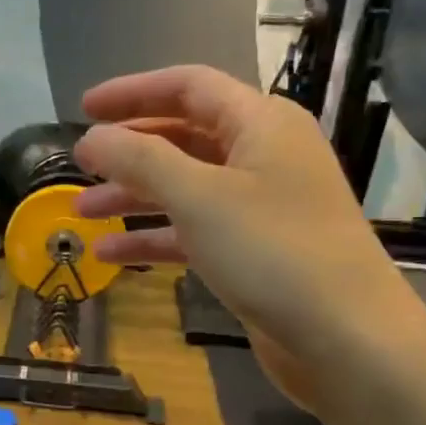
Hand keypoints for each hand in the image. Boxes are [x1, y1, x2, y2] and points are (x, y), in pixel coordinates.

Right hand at [72, 66, 425, 409]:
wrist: (346, 338)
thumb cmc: (272, 251)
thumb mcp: (197, 197)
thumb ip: (139, 160)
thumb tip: (91, 138)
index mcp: (261, 123)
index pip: (188, 87)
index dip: (133, 93)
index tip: (84, 108)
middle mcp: (263, 156)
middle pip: (183, 137)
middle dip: (129, 151)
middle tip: (79, 163)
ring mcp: (261, 206)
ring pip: (185, 187)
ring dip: (134, 197)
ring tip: (82, 213)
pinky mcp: (254, 251)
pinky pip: (194, 230)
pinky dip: (155, 237)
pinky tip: (111, 256)